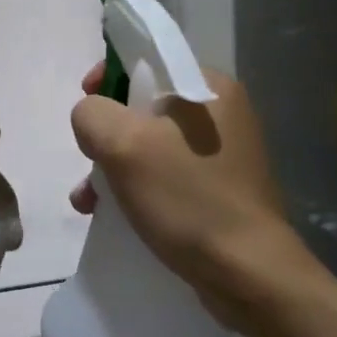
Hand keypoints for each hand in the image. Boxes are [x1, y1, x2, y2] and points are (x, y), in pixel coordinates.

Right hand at [68, 61, 307, 319]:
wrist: (249, 276)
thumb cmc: (188, 198)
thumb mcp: (124, 144)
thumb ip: (93, 114)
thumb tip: (91, 117)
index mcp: (210, 86)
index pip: (148, 59)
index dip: (108, 76)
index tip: (86, 104)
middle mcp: (222, 112)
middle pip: (144, 105)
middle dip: (107, 134)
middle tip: (89, 161)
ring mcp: (223, 153)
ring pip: (150, 143)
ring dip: (114, 165)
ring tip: (88, 199)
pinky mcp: (219, 188)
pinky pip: (165, 173)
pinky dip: (136, 186)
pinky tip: (110, 213)